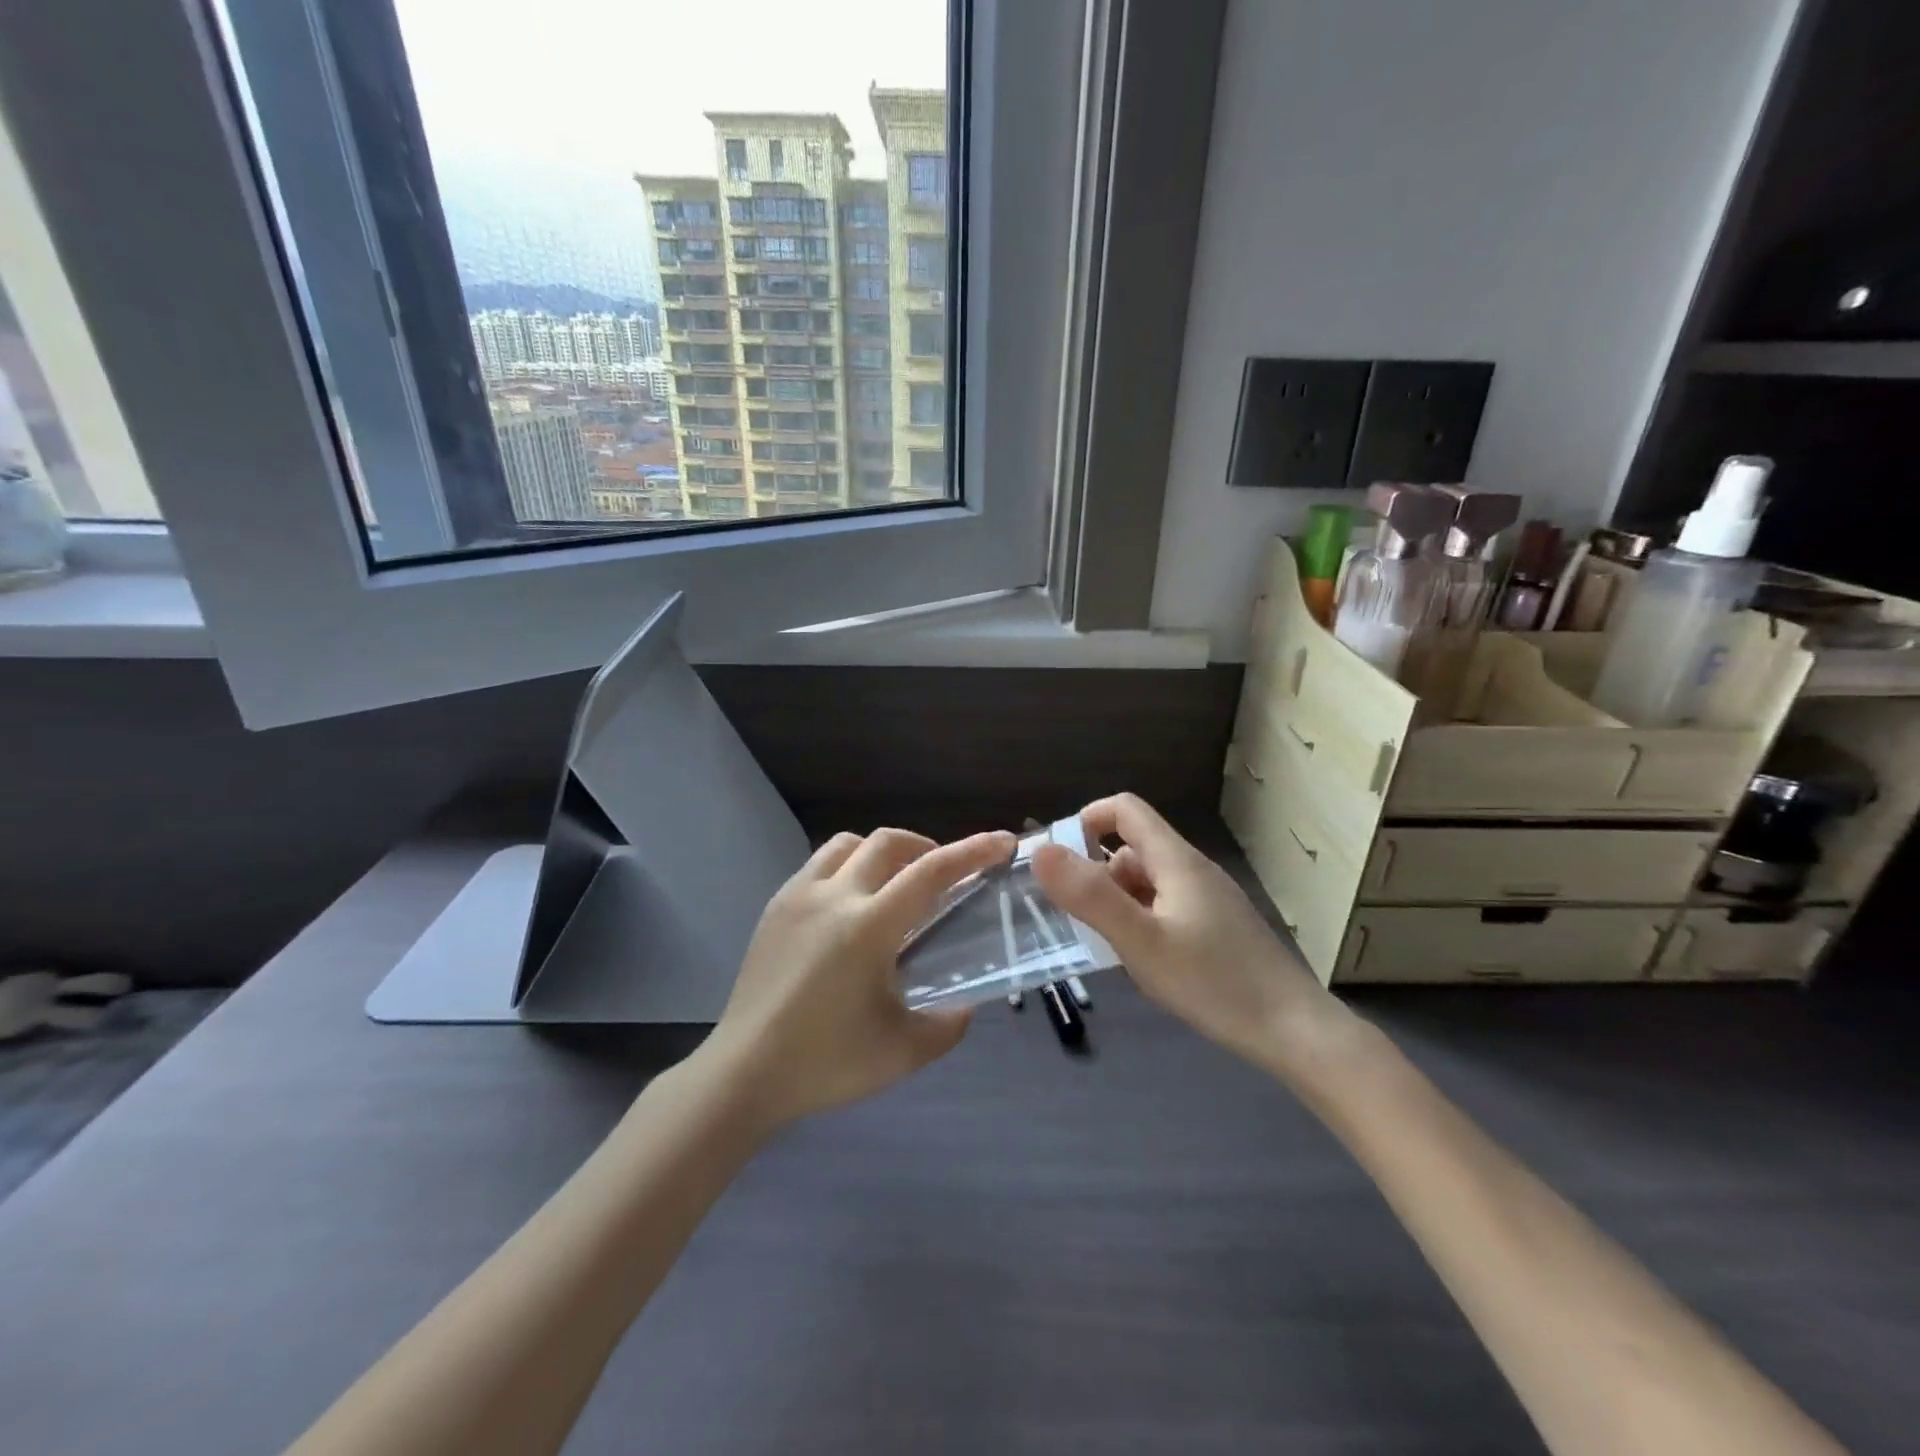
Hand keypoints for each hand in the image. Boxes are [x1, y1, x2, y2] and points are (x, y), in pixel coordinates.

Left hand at [698, 827, 1016, 1132]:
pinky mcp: (775, 907)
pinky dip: (847, 867)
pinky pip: (818, 865)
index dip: (972, 852)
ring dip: (881, 852)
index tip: (1002, 842)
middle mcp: (833, 897)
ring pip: (848, 844)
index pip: (931, 873)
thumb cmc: (825, 1063)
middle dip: (925, 847)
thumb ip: (947, 1026)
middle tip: (942, 875)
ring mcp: (798, 896)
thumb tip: (964, 1006)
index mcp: (868, 927)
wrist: (742, 1073)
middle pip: (887, 842)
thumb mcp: (902, 1053)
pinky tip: (850, 906)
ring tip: (894, 883)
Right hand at [1031, 794, 1348, 1073]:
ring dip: (1117, 901)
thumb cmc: (1213, 982)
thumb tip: (1041, 851)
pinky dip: (1140, 921)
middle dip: (1096, 874)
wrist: (1294, 1031)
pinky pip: (1164, 907)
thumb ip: (1090, 895)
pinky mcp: (1216, 928)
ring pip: (1147, 882)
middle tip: (1074, 918)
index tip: (1058, 859)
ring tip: (1105, 945)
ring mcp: (1207, 899)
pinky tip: (1141, 960)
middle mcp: (1192, 870)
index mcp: (1175, 860)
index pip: (1126, 810)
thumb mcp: (1141, 941)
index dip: (1087, 820)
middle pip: (1132, 848)